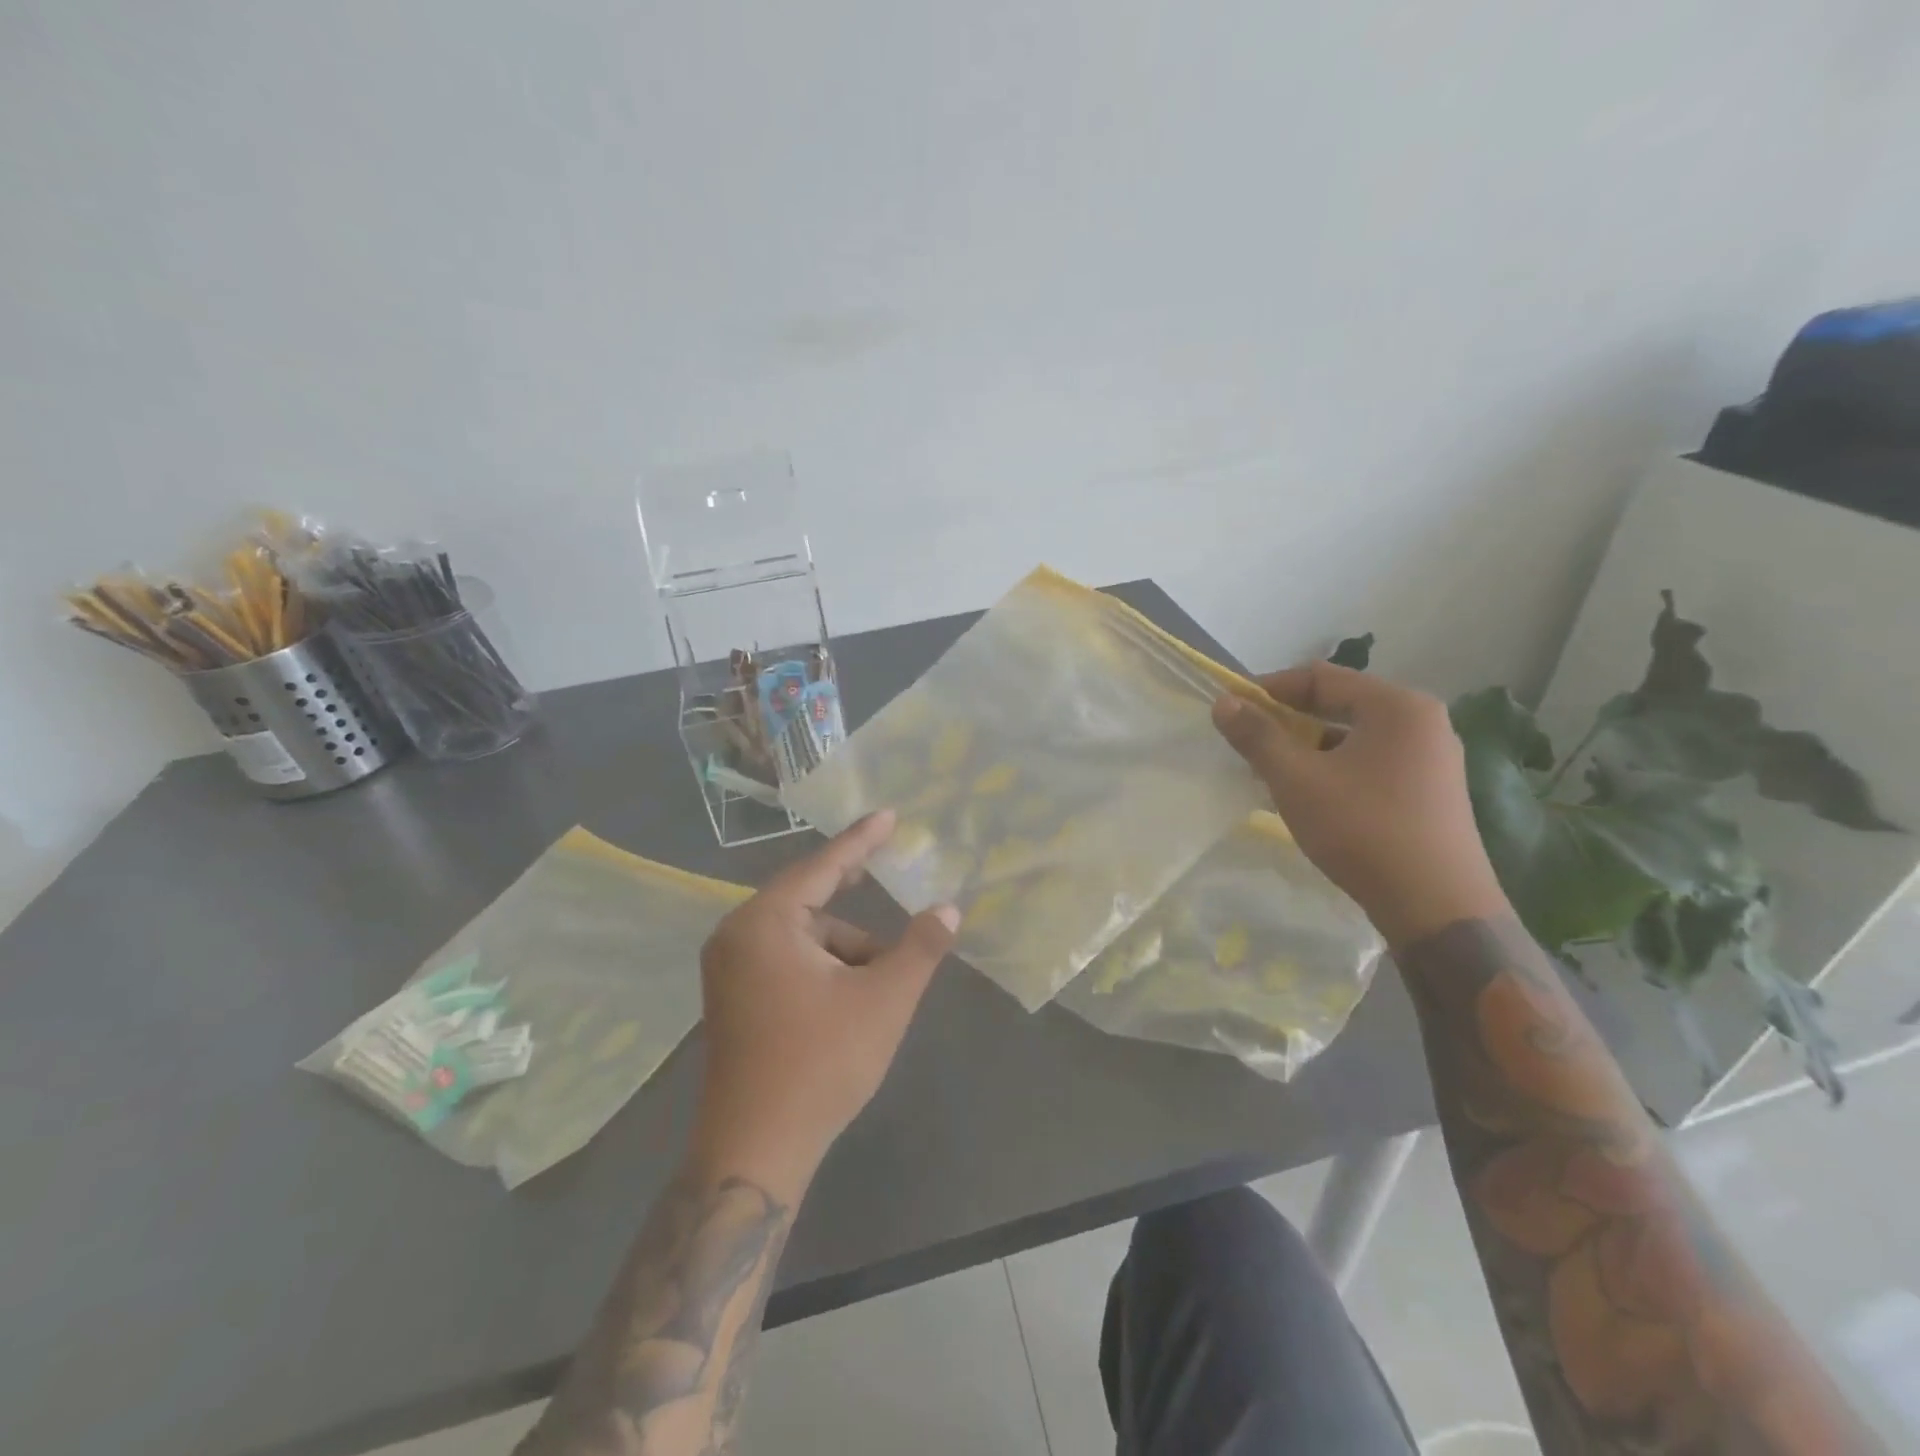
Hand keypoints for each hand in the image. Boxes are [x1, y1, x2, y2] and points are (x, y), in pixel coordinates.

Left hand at [691, 811, 959, 1193]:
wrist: (755, 1151)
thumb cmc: (821, 1063)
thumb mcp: (884, 1000)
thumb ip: (919, 948)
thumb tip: (948, 911)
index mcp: (764, 923)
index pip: (822, 866)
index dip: (861, 841)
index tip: (887, 815)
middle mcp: (736, 936)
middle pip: (810, 902)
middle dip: (855, 902)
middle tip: (888, 875)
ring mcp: (729, 970)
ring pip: (802, 937)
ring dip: (844, 950)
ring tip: (879, 987)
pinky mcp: (732, 999)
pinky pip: (785, 960)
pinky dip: (822, 968)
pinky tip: (849, 1001)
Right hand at [1211, 661, 1508, 947]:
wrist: (1436, 907)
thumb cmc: (1362, 829)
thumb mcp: (1297, 780)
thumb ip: (1257, 736)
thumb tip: (1223, 702)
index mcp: (1397, 706)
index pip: (1320, 677)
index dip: (1269, 689)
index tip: (1233, 710)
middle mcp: (1422, 721)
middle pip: (1340, 703)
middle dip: (1288, 720)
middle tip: (1249, 742)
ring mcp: (1433, 757)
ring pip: (1354, 736)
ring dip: (1309, 746)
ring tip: (1273, 772)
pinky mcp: (1431, 790)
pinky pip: (1372, 761)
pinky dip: (1335, 767)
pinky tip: (1311, 795)